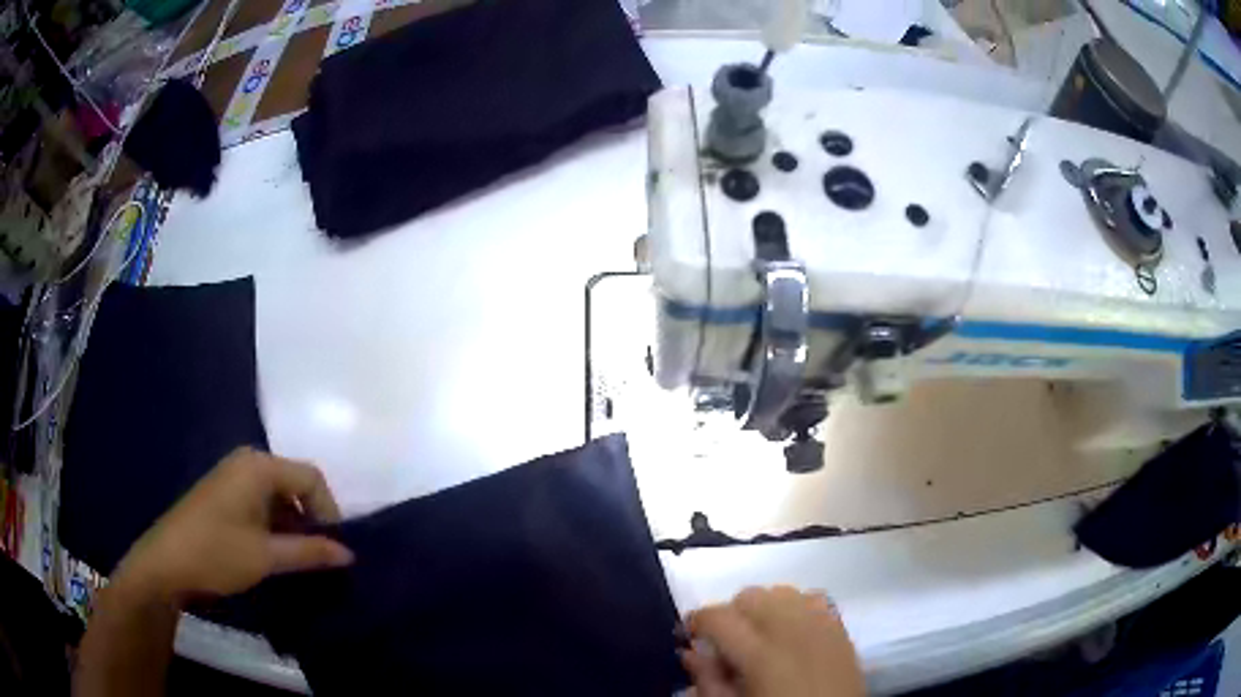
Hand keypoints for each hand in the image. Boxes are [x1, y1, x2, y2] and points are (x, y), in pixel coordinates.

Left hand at [112, 448, 354, 604]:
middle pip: (295, 483)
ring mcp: (232, 476)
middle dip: (311, 518)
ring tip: (297, 557)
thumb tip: (348, 554)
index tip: (335, 548)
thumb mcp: (267, 557)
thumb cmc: (217, 553)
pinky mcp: (223, 493)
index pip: (311, 478)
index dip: (329, 511)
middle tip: (318, 554)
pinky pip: (260, 500)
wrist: (166, 562)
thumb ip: (310, 551)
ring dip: (293, 523)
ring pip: (278, 494)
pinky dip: (274, 523)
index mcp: (258, 467)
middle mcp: (246, 462)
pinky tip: (272, 550)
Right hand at [682, 586, 863, 696]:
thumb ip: (708, 680)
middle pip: (750, 595)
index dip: (696, 621)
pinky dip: (795, 607)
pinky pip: (812, 599)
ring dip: (763, 607)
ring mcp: (821, 624)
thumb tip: (688, 652)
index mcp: (761, 655)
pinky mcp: (840, 628)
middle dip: (730, 613)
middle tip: (724, 642)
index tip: (688, 635)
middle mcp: (793, 629)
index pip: (718, 616)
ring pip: (781, 591)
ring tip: (758, 635)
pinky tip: (790, 631)